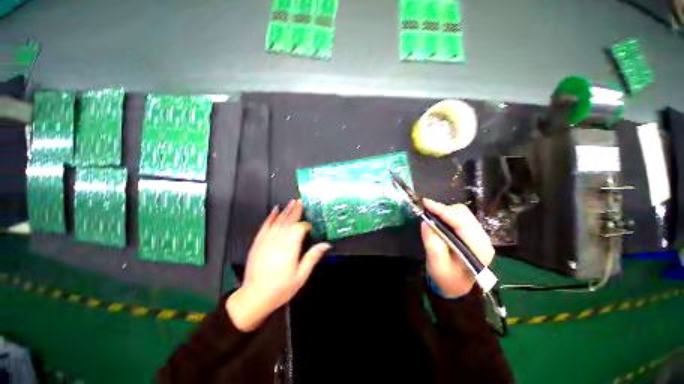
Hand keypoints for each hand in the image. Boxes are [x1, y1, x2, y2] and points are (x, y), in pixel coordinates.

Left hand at [227, 200, 330, 331]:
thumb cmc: (281, 289)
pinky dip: (270, 217)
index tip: (310, 226)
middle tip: (301, 201)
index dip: (305, 225)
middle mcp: (277, 243)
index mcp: (289, 250)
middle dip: (295, 211)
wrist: (254, 297)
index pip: (298, 230)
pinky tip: (275, 210)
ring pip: (277, 222)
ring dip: (285, 211)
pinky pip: (264, 227)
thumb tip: (326, 244)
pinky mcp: (257, 243)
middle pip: (288, 222)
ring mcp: (265, 242)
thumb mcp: (301, 276)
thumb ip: (312, 258)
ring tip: (292, 202)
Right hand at [421, 199, 494, 297]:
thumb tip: (425, 221)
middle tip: (426, 211)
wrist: (456, 288)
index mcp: (478, 249)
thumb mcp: (436, 264)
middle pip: (463, 214)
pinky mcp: (472, 234)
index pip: (461, 222)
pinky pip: (459, 218)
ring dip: (445, 212)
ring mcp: (479, 236)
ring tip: (431, 216)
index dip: (442, 210)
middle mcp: (483, 239)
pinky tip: (438, 220)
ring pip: (462, 213)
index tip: (425, 203)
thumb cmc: (446, 279)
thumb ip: (432, 243)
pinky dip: (447, 216)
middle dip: (443, 210)